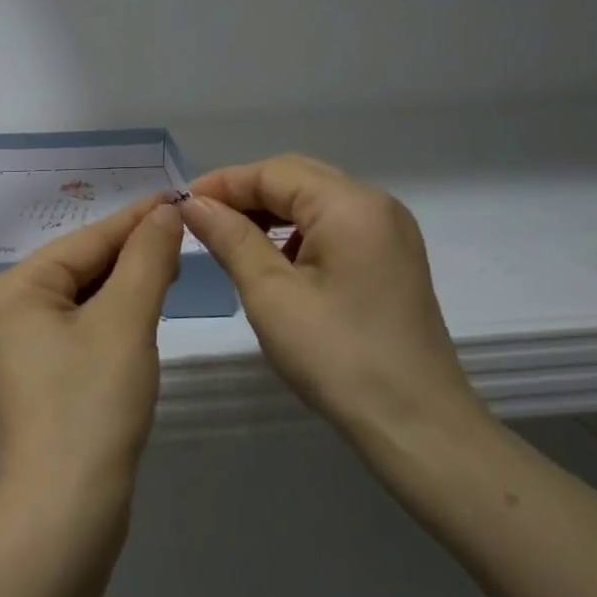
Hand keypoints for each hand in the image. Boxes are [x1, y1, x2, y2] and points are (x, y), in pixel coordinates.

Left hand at [0, 195, 182, 518]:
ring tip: (172, 266)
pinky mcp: (36, 374)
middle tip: (185, 236)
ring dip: (127, 284)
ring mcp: (17, 344)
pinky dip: (113, 315)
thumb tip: (165, 212)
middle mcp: (4, 309)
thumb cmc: (92, 404)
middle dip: (133, 253)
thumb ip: (147, 259)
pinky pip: (79, 326)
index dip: (138, 220)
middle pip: (81, 266)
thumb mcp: (126, 321)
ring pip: (83, 297)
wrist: (65, 511)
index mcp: (12, 288)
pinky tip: (144, 309)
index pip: (87, 240)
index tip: (181, 197)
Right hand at [179, 155, 489, 457]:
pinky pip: (335, 226)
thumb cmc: (337, 357)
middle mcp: (376, 204)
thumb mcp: (271, 294)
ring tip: (229, 239)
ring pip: (316, 201)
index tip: (179, 204)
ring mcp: (390, 231)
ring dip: (270, 213)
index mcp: (350, 205)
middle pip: (297, 178)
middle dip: (245, 194)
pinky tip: (273, 261)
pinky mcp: (392, 259)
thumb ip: (230, 238)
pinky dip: (297, 233)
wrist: (416, 425)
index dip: (223, 183)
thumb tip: (193, 203)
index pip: (273, 172)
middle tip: (200, 220)